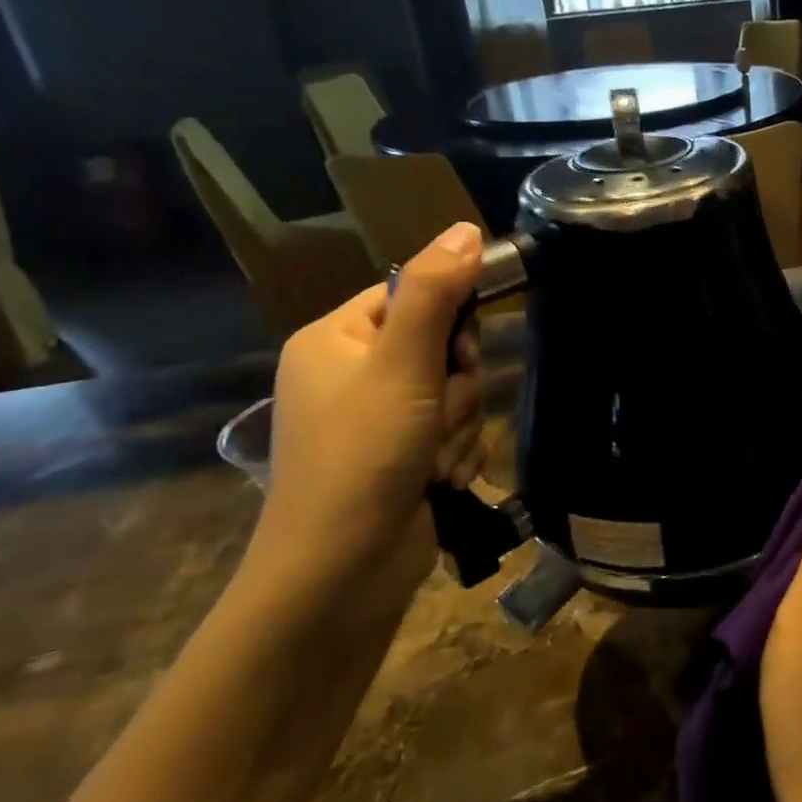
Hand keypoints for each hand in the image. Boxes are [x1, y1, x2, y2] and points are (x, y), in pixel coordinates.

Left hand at [258, 222, 488, 570]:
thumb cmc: (363, 456)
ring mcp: (380, 420)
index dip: (449, 321)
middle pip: (443, 348)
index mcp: (336, 339)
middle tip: (438, 416)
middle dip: (456, 388)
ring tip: (433, 463)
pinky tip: (440, 482)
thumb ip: (435, 293)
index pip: (412, 295)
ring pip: (456, 395)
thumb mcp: (401, 365)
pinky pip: (455, 434)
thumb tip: (466, 228)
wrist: (342, 573)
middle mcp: (354, 374)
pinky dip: (457, 456)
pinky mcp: (404, 458)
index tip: (459, 354)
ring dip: (460, 428)